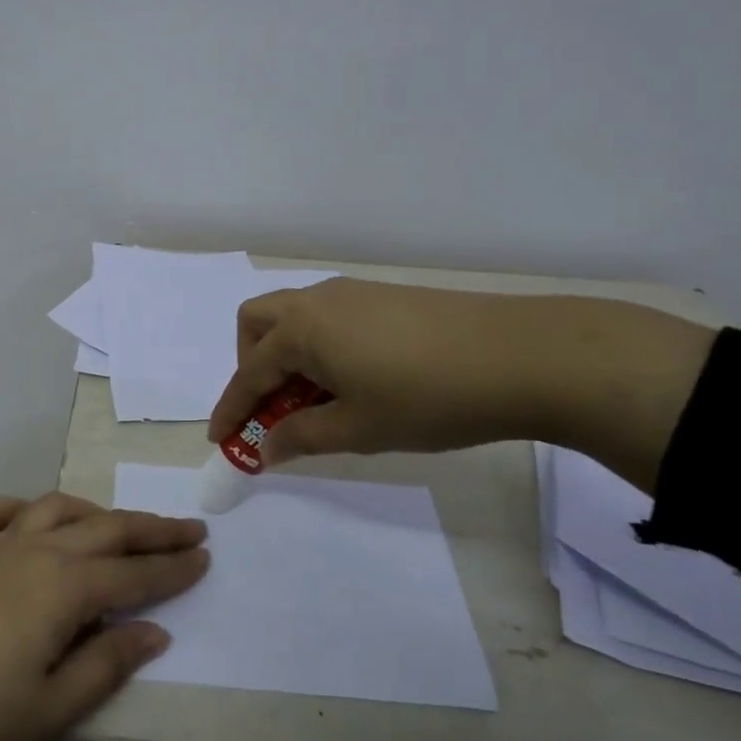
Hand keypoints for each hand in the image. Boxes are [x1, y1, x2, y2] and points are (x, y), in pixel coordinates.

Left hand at [0, 493, 207, 740]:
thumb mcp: (50, 706)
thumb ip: (107, 663)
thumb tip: (155, 631)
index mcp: (65, 587)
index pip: (135, 574)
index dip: (174, 567)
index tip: (206, 556)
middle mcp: (38, 551)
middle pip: (107, 530)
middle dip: (152, 529)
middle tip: (189, 528)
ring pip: (59, 510)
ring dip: (97, 512)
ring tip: (120, 524)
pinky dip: (22, 506)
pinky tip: (31, 518)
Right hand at [207, 279, 714, 477]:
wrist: (520, 356)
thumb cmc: (427, 398)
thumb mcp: (357, 429)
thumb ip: (302, 436)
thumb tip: (266, 446)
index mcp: (301, 330)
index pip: (249, 374)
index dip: (231, 410)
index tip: (219, 440)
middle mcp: (317, 301)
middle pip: (257, 324)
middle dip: (250, 365)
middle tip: (272, 407)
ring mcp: (352, 293)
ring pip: (294, 316)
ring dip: (286, 355)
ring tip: (316, 398)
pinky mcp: (383, 296)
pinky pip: (327, 317)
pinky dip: (318, 346)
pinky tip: (353, 378)